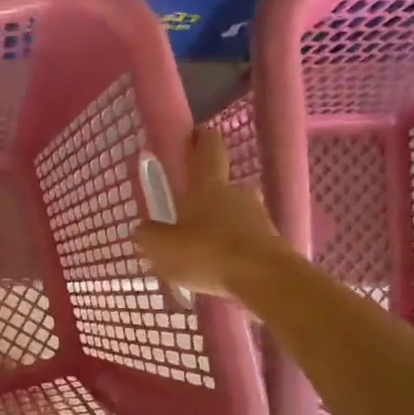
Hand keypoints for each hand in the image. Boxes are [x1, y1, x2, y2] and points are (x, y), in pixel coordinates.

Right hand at [134, 125, 293, 297]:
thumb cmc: (209, 253)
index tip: (194, 134)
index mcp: (208, 185)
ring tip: (200, 250)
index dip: (201, 138)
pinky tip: (219, 269)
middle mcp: (236, 193)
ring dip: (219, 226)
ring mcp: (258, 217)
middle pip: (221, 185)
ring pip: (233, 214)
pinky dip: (232, 249)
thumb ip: (149, 236)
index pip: (208, 148)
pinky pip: (245, 240)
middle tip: (186, 214)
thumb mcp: (163, 247)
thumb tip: (142, 230)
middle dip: (204, 196)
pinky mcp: (271, 243)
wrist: (265, 280)